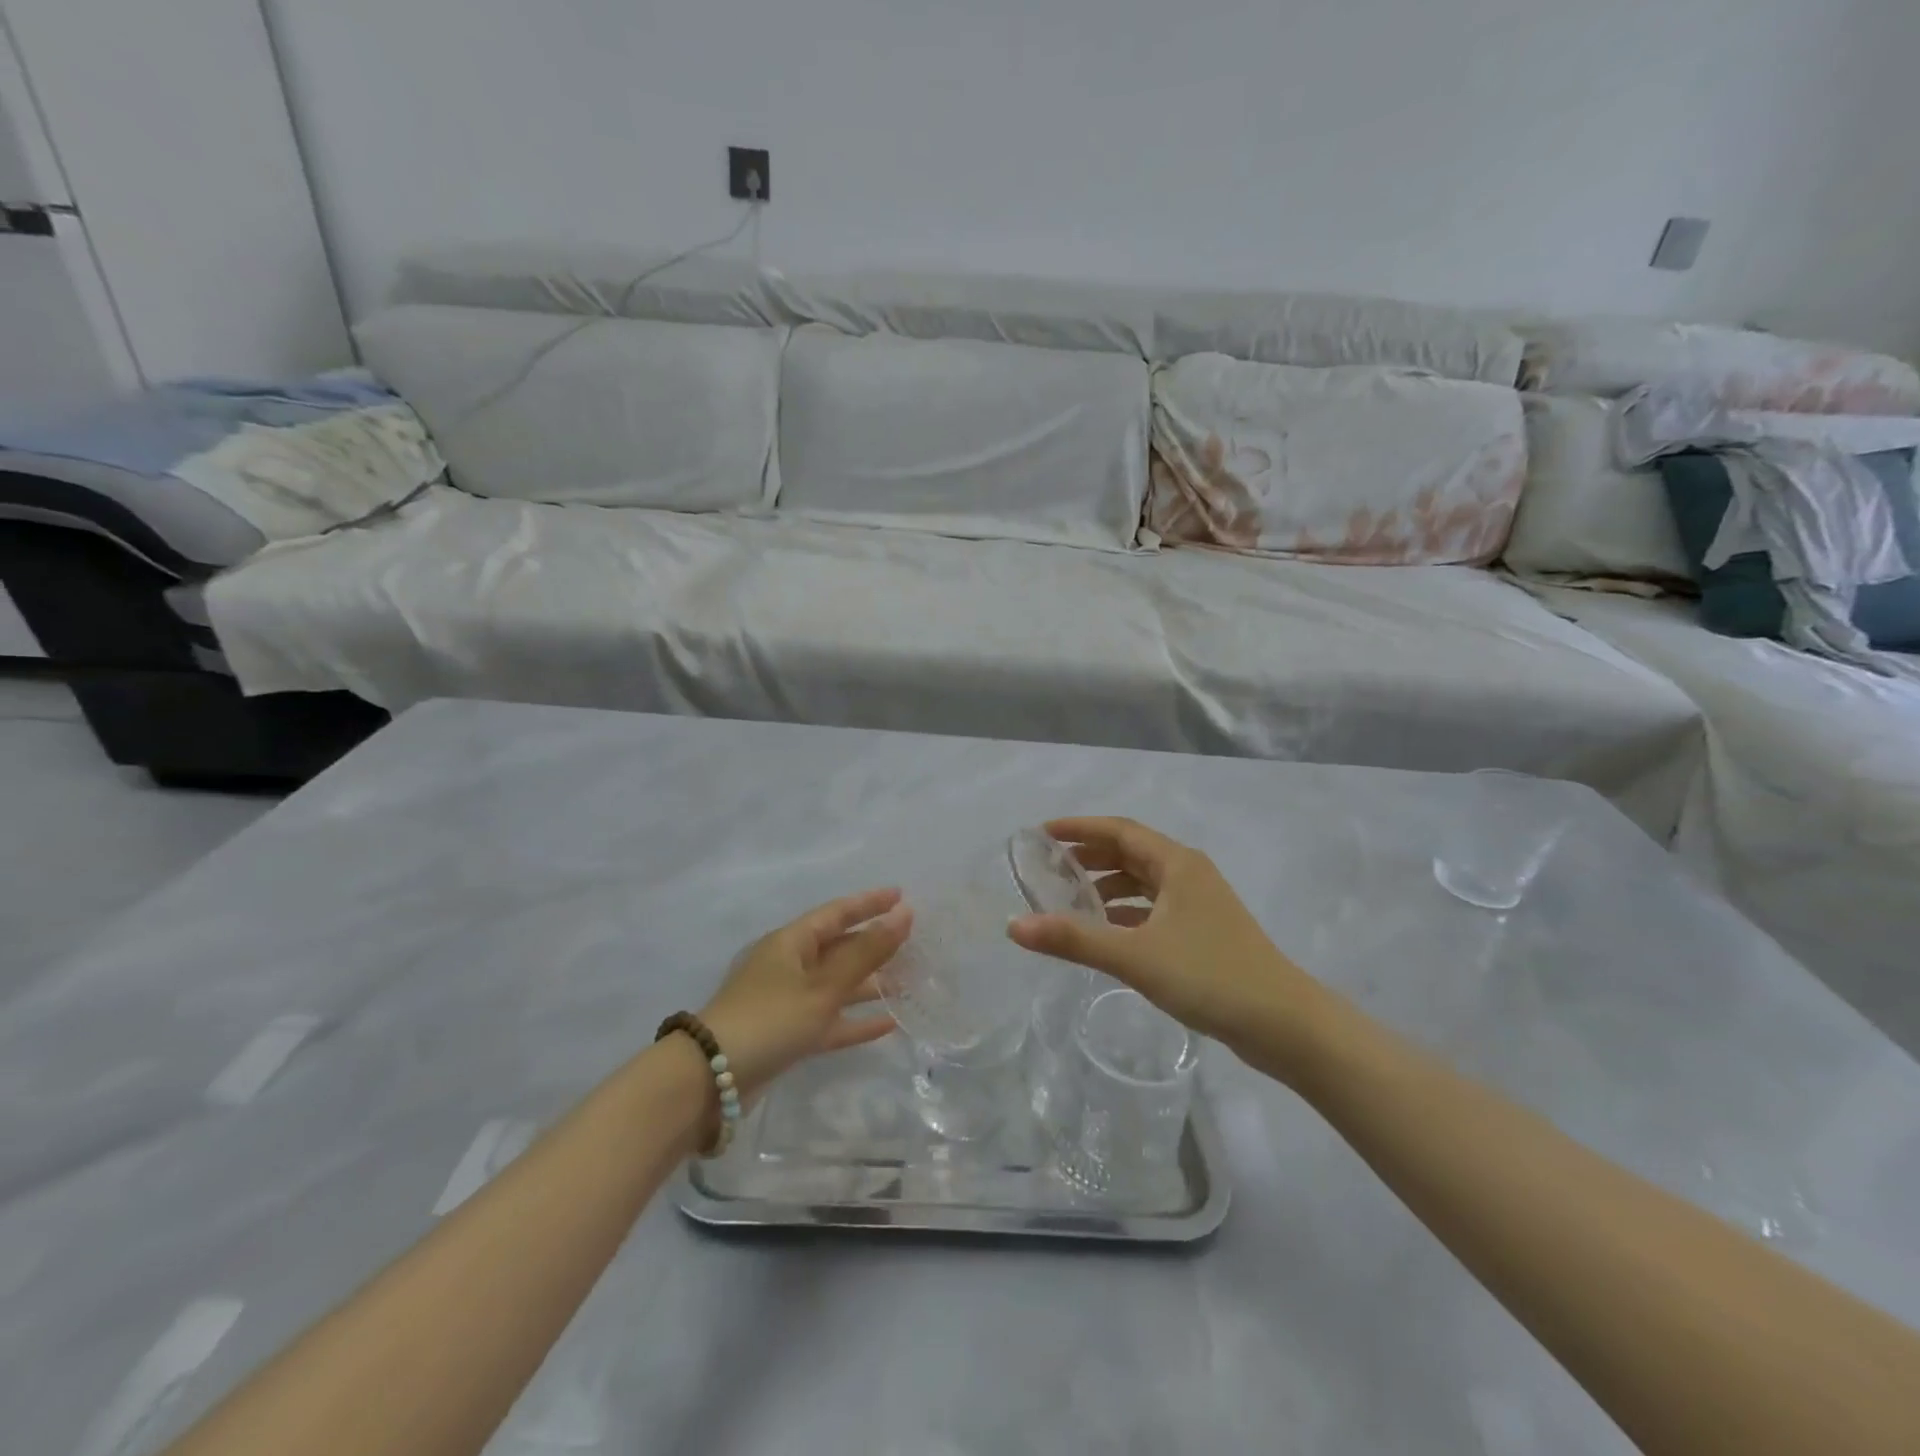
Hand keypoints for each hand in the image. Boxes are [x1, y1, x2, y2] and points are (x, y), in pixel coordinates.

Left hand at [699, 888, 910, 1097]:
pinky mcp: (788, 1035)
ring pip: (837, 985)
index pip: (837, 913)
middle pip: (838, 948)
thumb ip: (866, 953)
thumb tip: (904, 914)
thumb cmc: (770, 1019)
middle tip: (912, 943)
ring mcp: (787, 1001)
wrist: (711, 1080)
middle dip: (873, 945)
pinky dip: (855, 1020)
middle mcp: (789, 966)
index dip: (869, 903)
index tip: (901, 896)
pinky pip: (829, 1020)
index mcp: (791, 943)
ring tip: (907, 983)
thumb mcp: (823, 986)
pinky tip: (887, 1024)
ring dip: (870, 984)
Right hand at [1007, 817, 1323, 1059]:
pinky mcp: (1203, 932)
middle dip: (1089, 856)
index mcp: (1177, 863)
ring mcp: (1199, 904)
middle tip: (1048, 866)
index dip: (1079, 828)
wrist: (1284, 1024)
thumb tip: (1015, 926)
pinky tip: (1105, 931)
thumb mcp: (1134, 956)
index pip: (1119, 830)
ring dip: (1107, 885)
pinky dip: (1125, 912)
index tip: (1042, 833)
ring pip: (1143, 882)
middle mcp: (1188, 874)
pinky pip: (1153, 908)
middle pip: (1130, 852)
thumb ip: (1074, 939)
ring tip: (1069, 899)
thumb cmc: (1209, 976)